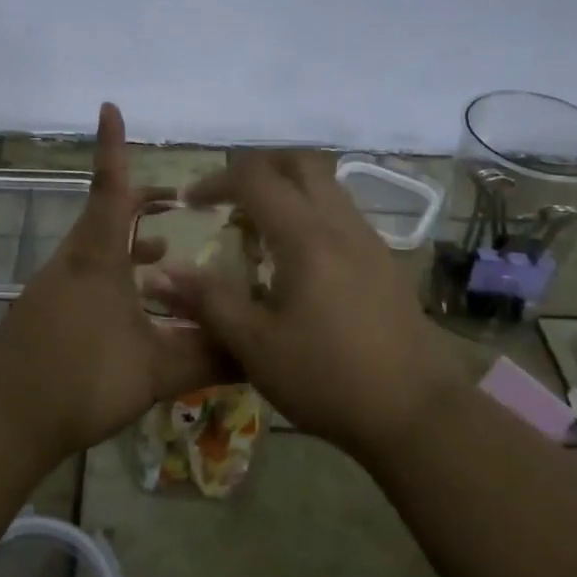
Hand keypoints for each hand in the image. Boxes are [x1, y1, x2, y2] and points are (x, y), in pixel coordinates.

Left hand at [0, 103, 230, 460]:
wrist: (4, 416)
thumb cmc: (81, 377)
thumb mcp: (154, 368)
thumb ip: (206, 356)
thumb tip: (257, 351)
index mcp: (97, 256)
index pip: (110, 187)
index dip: (112, 147)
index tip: (109, 107)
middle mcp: (75, 260)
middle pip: (108, 214)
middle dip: (142, 202)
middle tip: (180, 203)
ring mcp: (57, 286)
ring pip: (99, 247)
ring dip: (132, 243)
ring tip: (167, 252)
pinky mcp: (49, 312)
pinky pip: (89, 275)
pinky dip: (118, 273)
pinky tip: (139, 307)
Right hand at [146, 153, 475, 462]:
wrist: (417, 414)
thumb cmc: (328, 378)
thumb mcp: (256, 345)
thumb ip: (207, 302)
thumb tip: (159, 275)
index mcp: (306, 237)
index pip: (255, 178)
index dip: (216, 181)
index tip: (190, 203)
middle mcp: (340, 224)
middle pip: (299, 162)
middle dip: (257, 167)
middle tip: (228, 197)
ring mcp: (368, 240)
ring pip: (325, 184)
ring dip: (287, 188)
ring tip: (258, 227)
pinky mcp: (384, 261)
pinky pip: (340, 212)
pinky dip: (310, 211)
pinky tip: (296, 258)